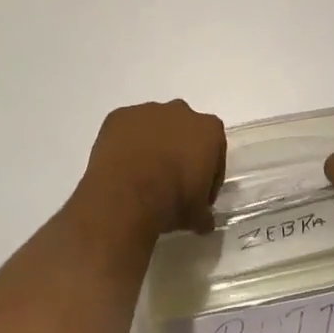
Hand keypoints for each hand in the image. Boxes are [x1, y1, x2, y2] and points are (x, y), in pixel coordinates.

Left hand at [73, 100, 225, 240]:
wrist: (126, 196)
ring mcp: (147, 111)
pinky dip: (125, 145)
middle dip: (180, 152)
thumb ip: (204, 213)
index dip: (208, 174)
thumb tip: (204, 222)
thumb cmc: (171, 201)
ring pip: (154, 127)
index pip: (215, 150)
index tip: (199, 195)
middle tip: (170, 183)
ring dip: (151, 146)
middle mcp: (180, 112)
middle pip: (184, 131)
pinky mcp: (118, 116)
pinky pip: (126, 129)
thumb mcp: (196, 216)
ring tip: (141, 177)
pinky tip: (121, 168)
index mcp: (208, 129)